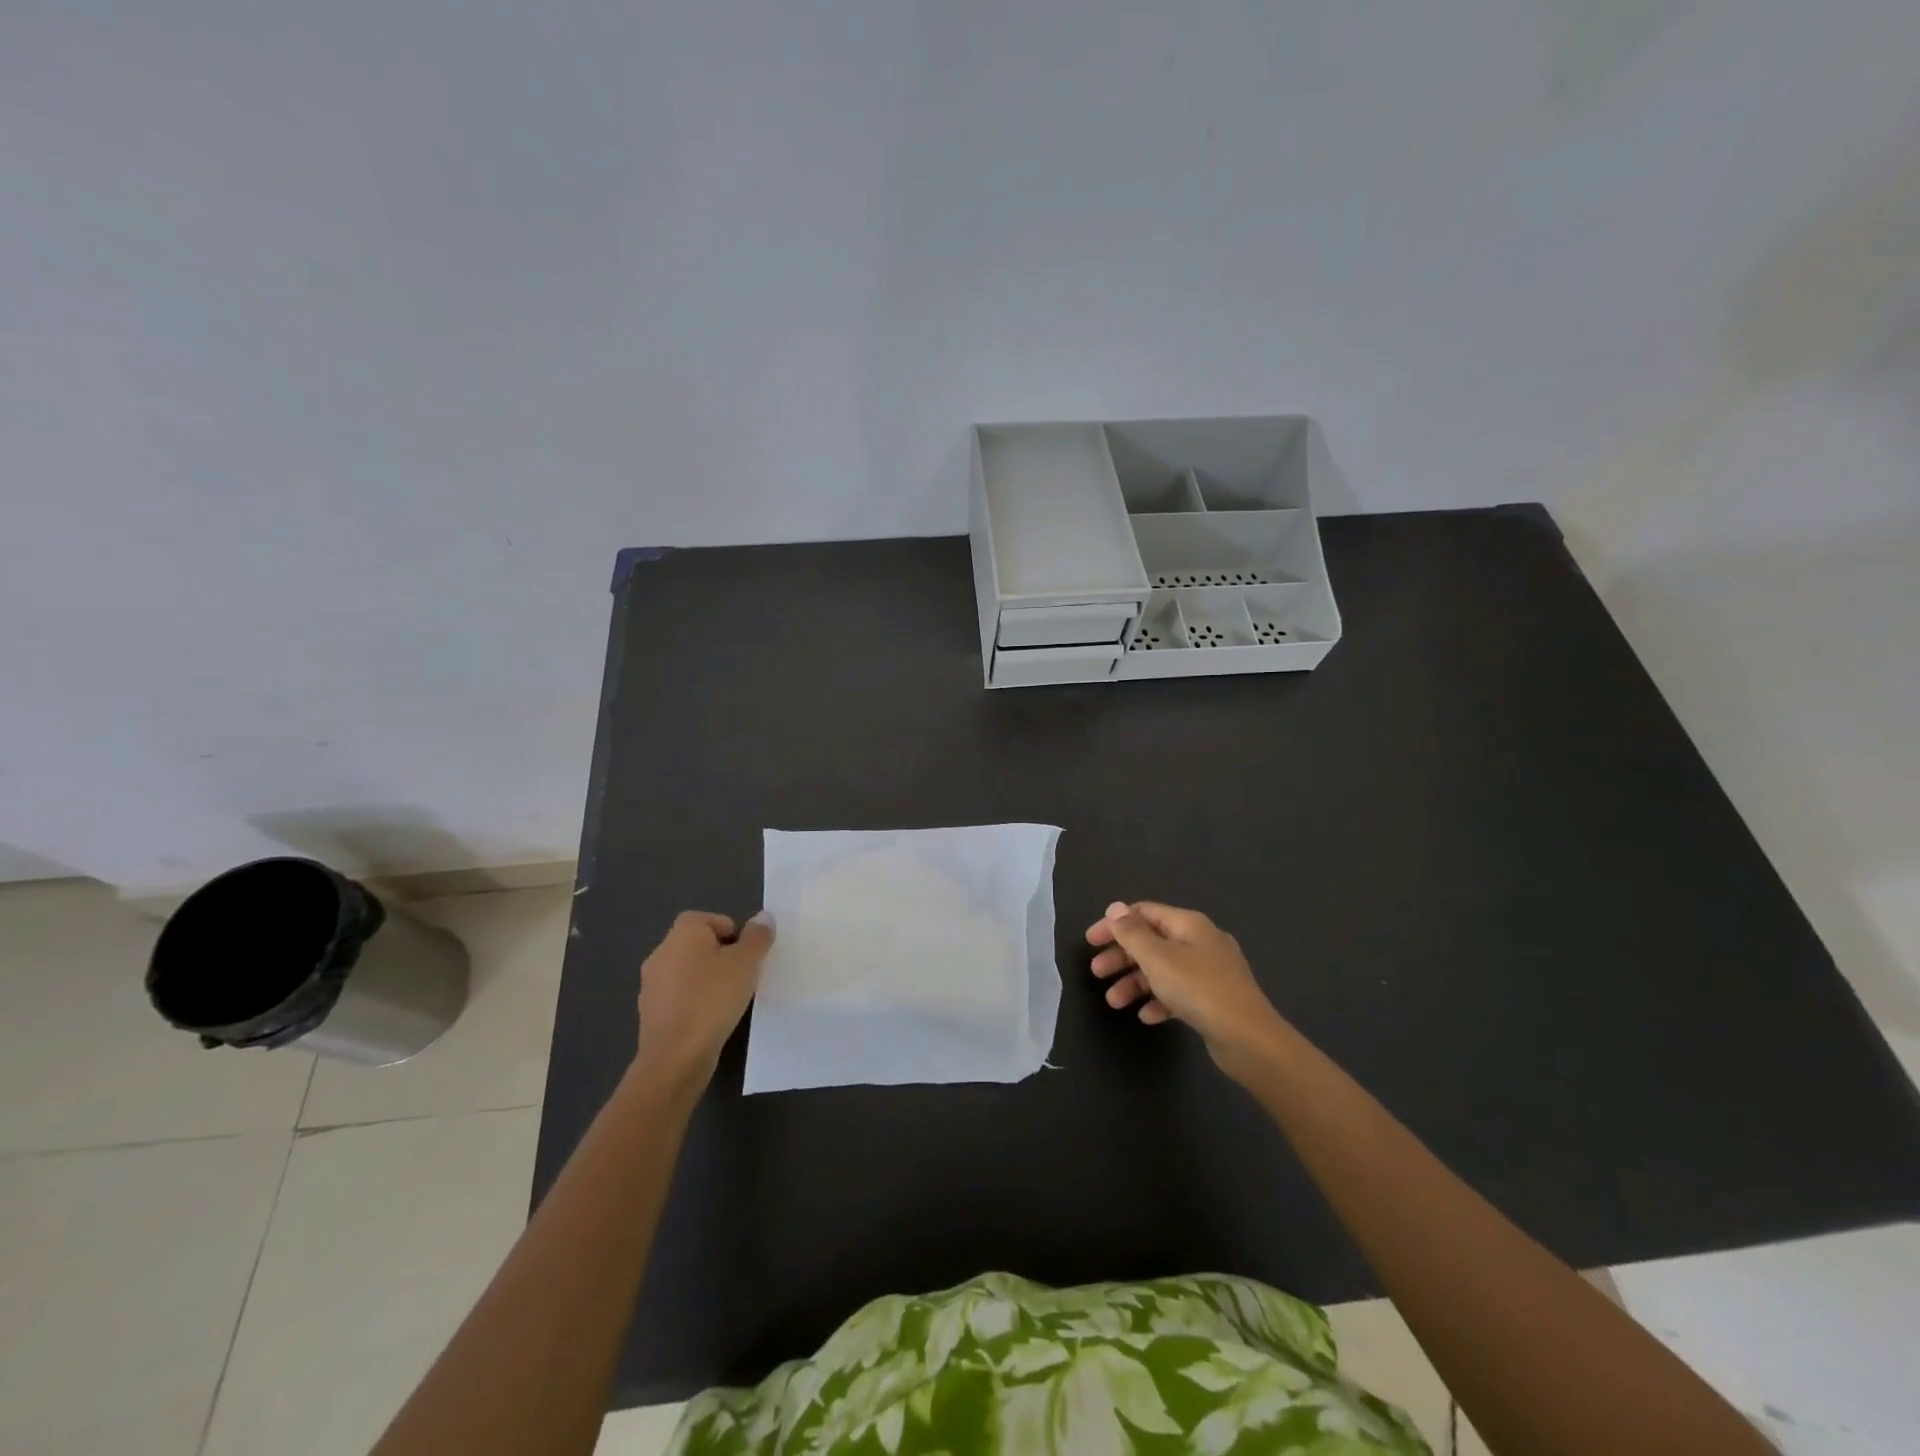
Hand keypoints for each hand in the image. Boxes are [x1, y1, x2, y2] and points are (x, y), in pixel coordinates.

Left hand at [634, 911, 773, 1087]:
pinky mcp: (650, 1012)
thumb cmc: (713, 999)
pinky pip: (678, 997)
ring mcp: (651, 983)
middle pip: (699, 944)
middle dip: (721, 957)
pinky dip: (694, 1002)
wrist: (676, 1057)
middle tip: (742, 977)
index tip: (747, 957)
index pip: (713, 920)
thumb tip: (763, 917)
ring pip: (688, 972)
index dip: (734, 934)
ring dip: (707, 980)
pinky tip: (709, 1020)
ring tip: (728, 1000)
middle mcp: (661, 951)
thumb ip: (757, 936)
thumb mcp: (747, 963)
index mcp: (683, 932)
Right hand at [1086, 901, 1287, 1076]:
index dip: (1114, 925)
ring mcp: (1211, 971)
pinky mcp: (1215, 999)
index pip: (1144, 913)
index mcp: (1189, 924)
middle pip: (1152, 941)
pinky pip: (1179, 993)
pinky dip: (1160, 1000)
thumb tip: (1115, 908)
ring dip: (1135, 982)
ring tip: (1114, 1003)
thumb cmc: (1198, 989)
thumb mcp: (1157, 957)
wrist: (1248, 1038)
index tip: (1090, 942)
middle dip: (1121, 957)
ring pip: (1163, 969)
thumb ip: (1132, 932)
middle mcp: (1201, 941)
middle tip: (1096, 973)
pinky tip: (1147, 1017)